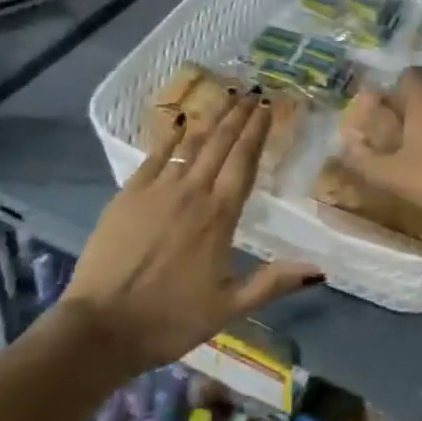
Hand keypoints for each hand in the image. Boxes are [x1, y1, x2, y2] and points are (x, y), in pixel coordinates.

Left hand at [59, 94, 322, 375]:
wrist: (102, 327)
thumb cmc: (170, 320)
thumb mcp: (229, 308)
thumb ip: (273, 282)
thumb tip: (320, 269)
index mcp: (220, 216)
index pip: (244, 162)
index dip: (257, 132)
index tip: (267, 107)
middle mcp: (192, 192)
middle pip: (220, 145)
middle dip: (238, 117)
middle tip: (253, 93)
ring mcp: (158, 189)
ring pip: (191, 144)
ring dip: (211, 120)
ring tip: (227, 98)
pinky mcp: (128, 194)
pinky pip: (155, 155)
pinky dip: (170, 136)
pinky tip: (179, 122)